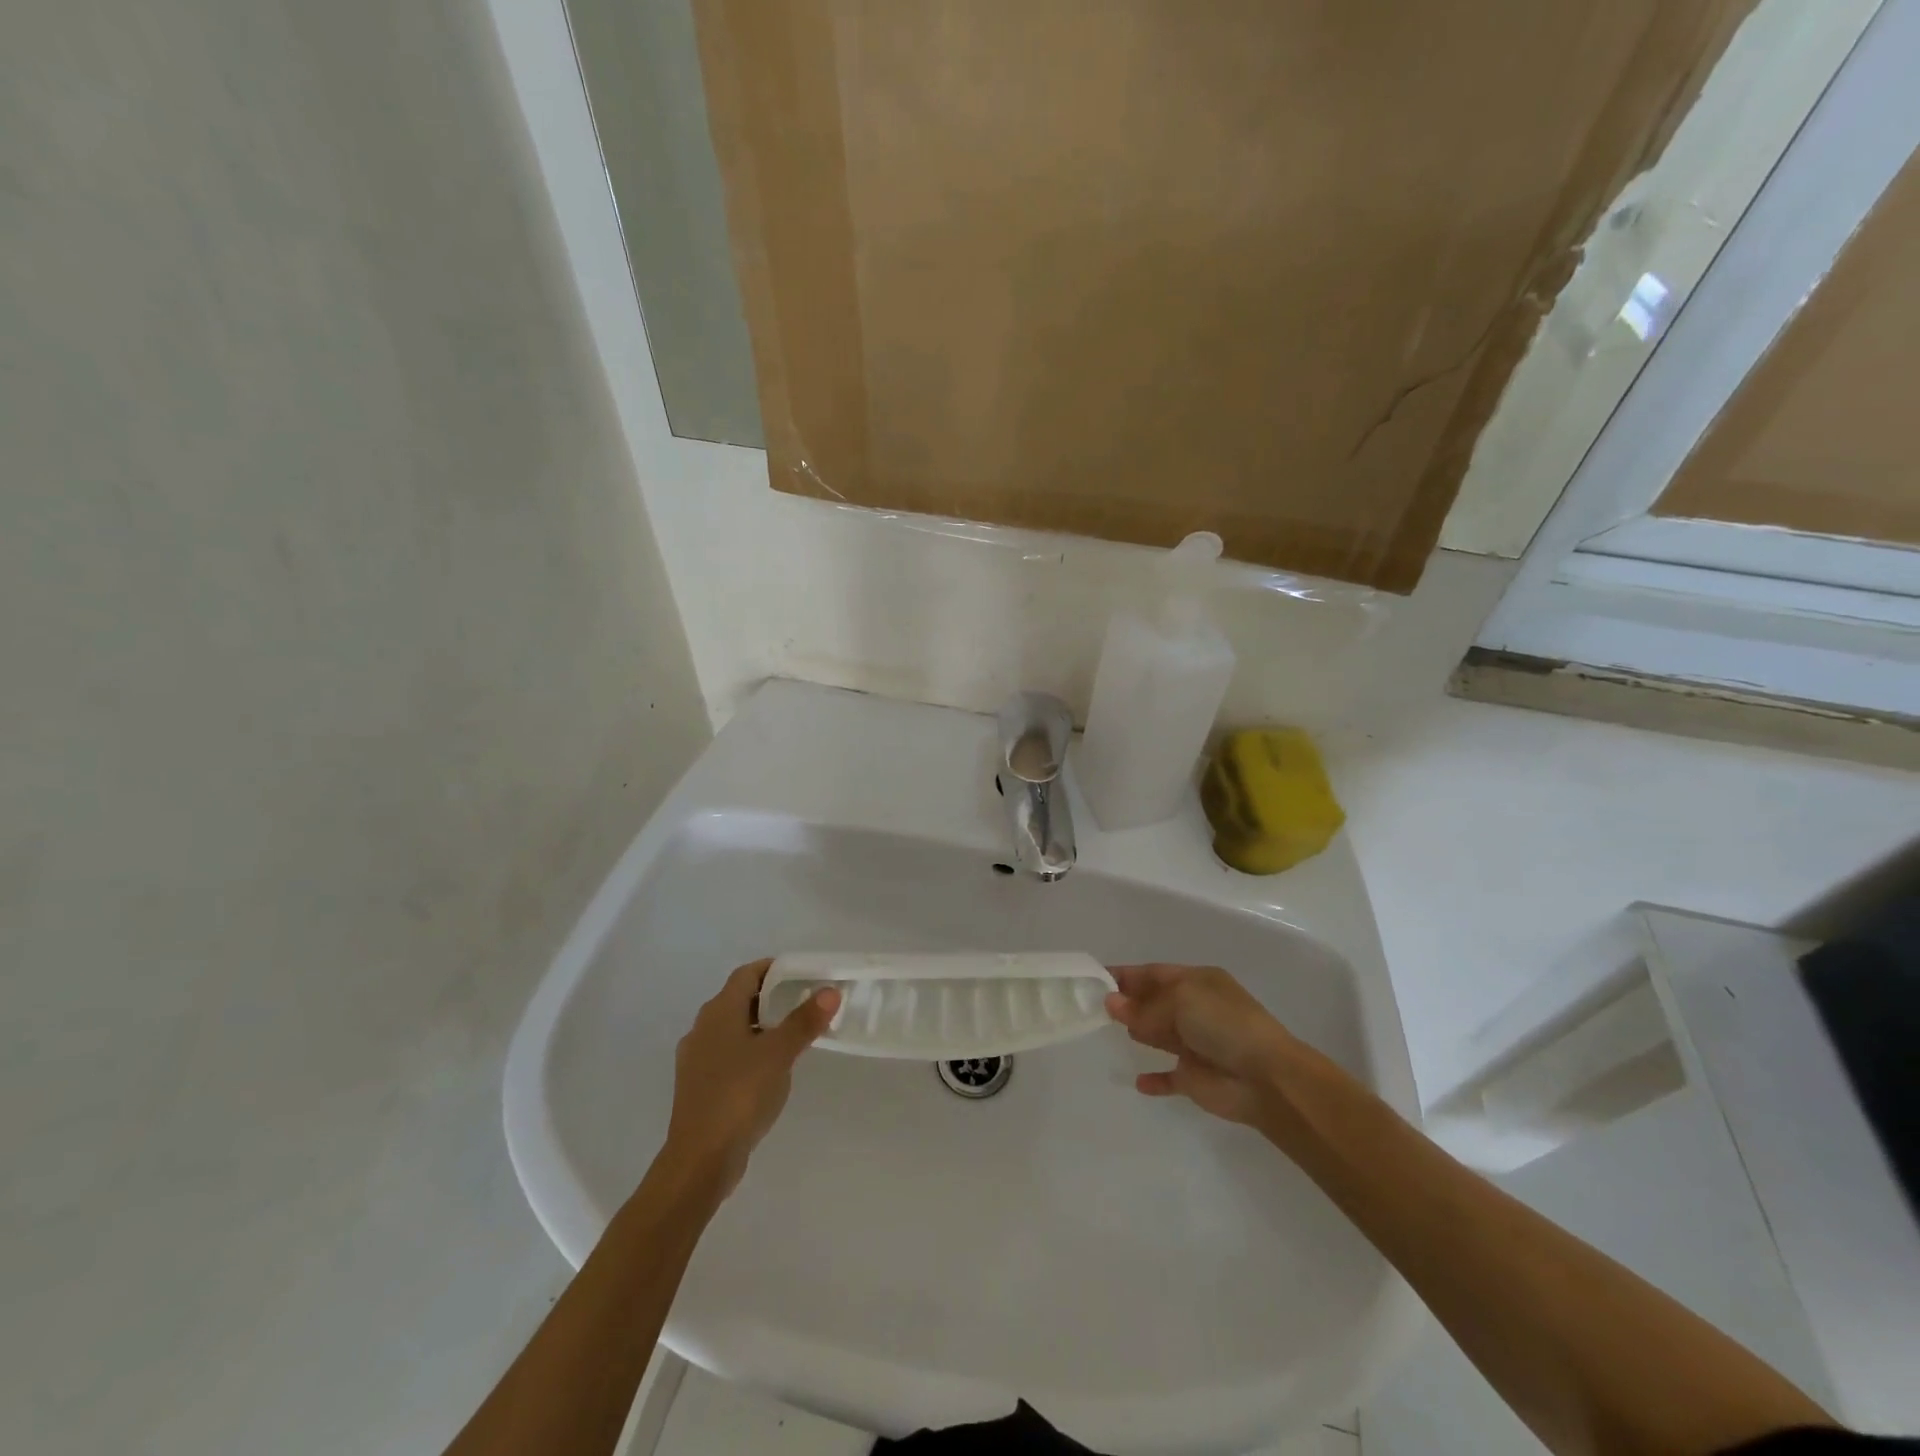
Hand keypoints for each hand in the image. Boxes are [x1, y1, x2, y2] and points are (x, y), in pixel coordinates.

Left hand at [663, 959, 839, 1194]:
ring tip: (794, 1035)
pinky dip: (751, 1050)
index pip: (747, 974)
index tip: (803, 974)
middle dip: (772, 997)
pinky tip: (771, 1069)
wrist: (700, 1160)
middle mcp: (702, 1028)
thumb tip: (830, 991)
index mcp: (719, 1012)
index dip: (775, 969)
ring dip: (762, 1025)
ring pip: (734, 1028)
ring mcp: (697, 1058)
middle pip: (740, 999)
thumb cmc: (739, 1095)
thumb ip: (804, 1021)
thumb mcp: (779, 1054)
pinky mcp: (699, 1086)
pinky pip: (729, 1054)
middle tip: (806, 1002)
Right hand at [1105, 964, 1298, 1130]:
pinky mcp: (1195, 1078)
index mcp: (1198, 982)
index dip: (1126, 975)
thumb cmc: (1224, 1024)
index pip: (1154, 973)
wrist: (1266, 1078)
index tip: (1094, 978)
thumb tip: (1111, 1003)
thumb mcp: (1181, 999)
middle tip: (1092, 1005)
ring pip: (1159, 1035)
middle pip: (1154, 1002)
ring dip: (1138, 1032)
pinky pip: (1168, 1077)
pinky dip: (1154, 1079)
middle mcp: (1196, 1010)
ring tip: (1106, 1030)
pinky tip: (1137, 1081)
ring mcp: (1196, 1045)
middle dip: (1128, 1002)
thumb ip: (1143, 1006)